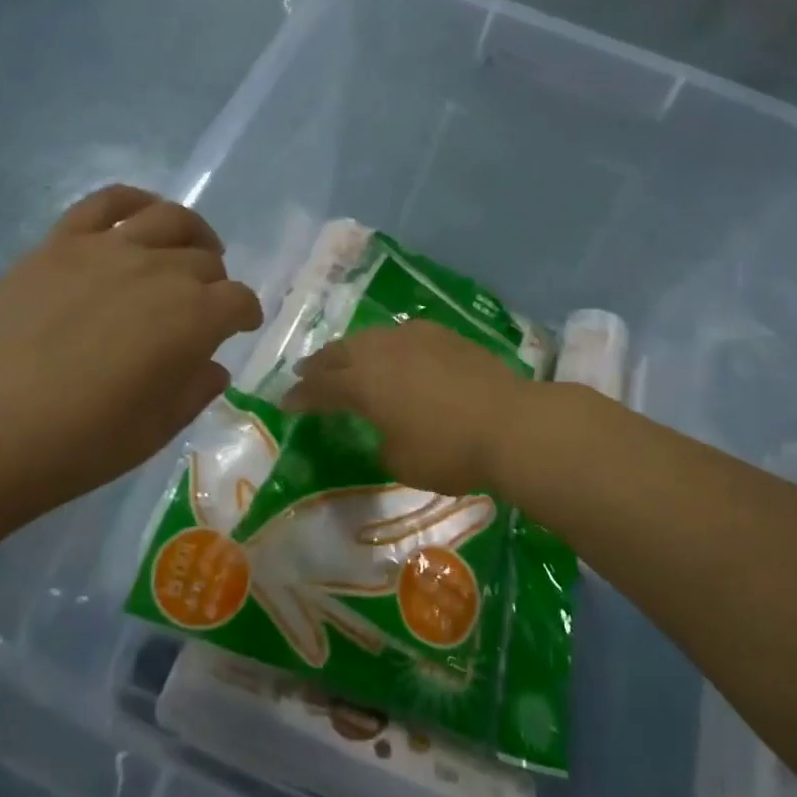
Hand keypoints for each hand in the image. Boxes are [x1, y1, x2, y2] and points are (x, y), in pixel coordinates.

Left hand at [0, 185, 262, 521]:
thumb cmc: (80, 443)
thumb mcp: (157, 430)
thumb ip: (195, 389)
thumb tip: (211, 365)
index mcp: (194, 318)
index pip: (238, 300)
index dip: (245, 313)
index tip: (241, 327)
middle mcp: (161, 271)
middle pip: (206, 260)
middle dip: (215, 284)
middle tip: (202, 306)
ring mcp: (108, 249)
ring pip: (170, 218)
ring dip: (192, 233)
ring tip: (188, 250)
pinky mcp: (60, 242)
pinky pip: (107, 202)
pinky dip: (135, 202)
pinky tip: (141, 216)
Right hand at [284, 320, 530, 496]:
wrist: (510, 423)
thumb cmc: (449, 450)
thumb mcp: (401, 462)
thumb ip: (382, 442)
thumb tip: (385, 431)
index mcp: (363, 383)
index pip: (320, 387)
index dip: (301, 396)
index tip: (286, 403)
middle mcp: (382, 351)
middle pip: (340, 352)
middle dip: (320, 365)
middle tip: (306, 374)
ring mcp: (414, 337)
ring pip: (370, 337)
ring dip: (352, 350)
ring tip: (347, 359)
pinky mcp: (444, 334)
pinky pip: (402, 335)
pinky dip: (387, 345)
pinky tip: (394, 353)